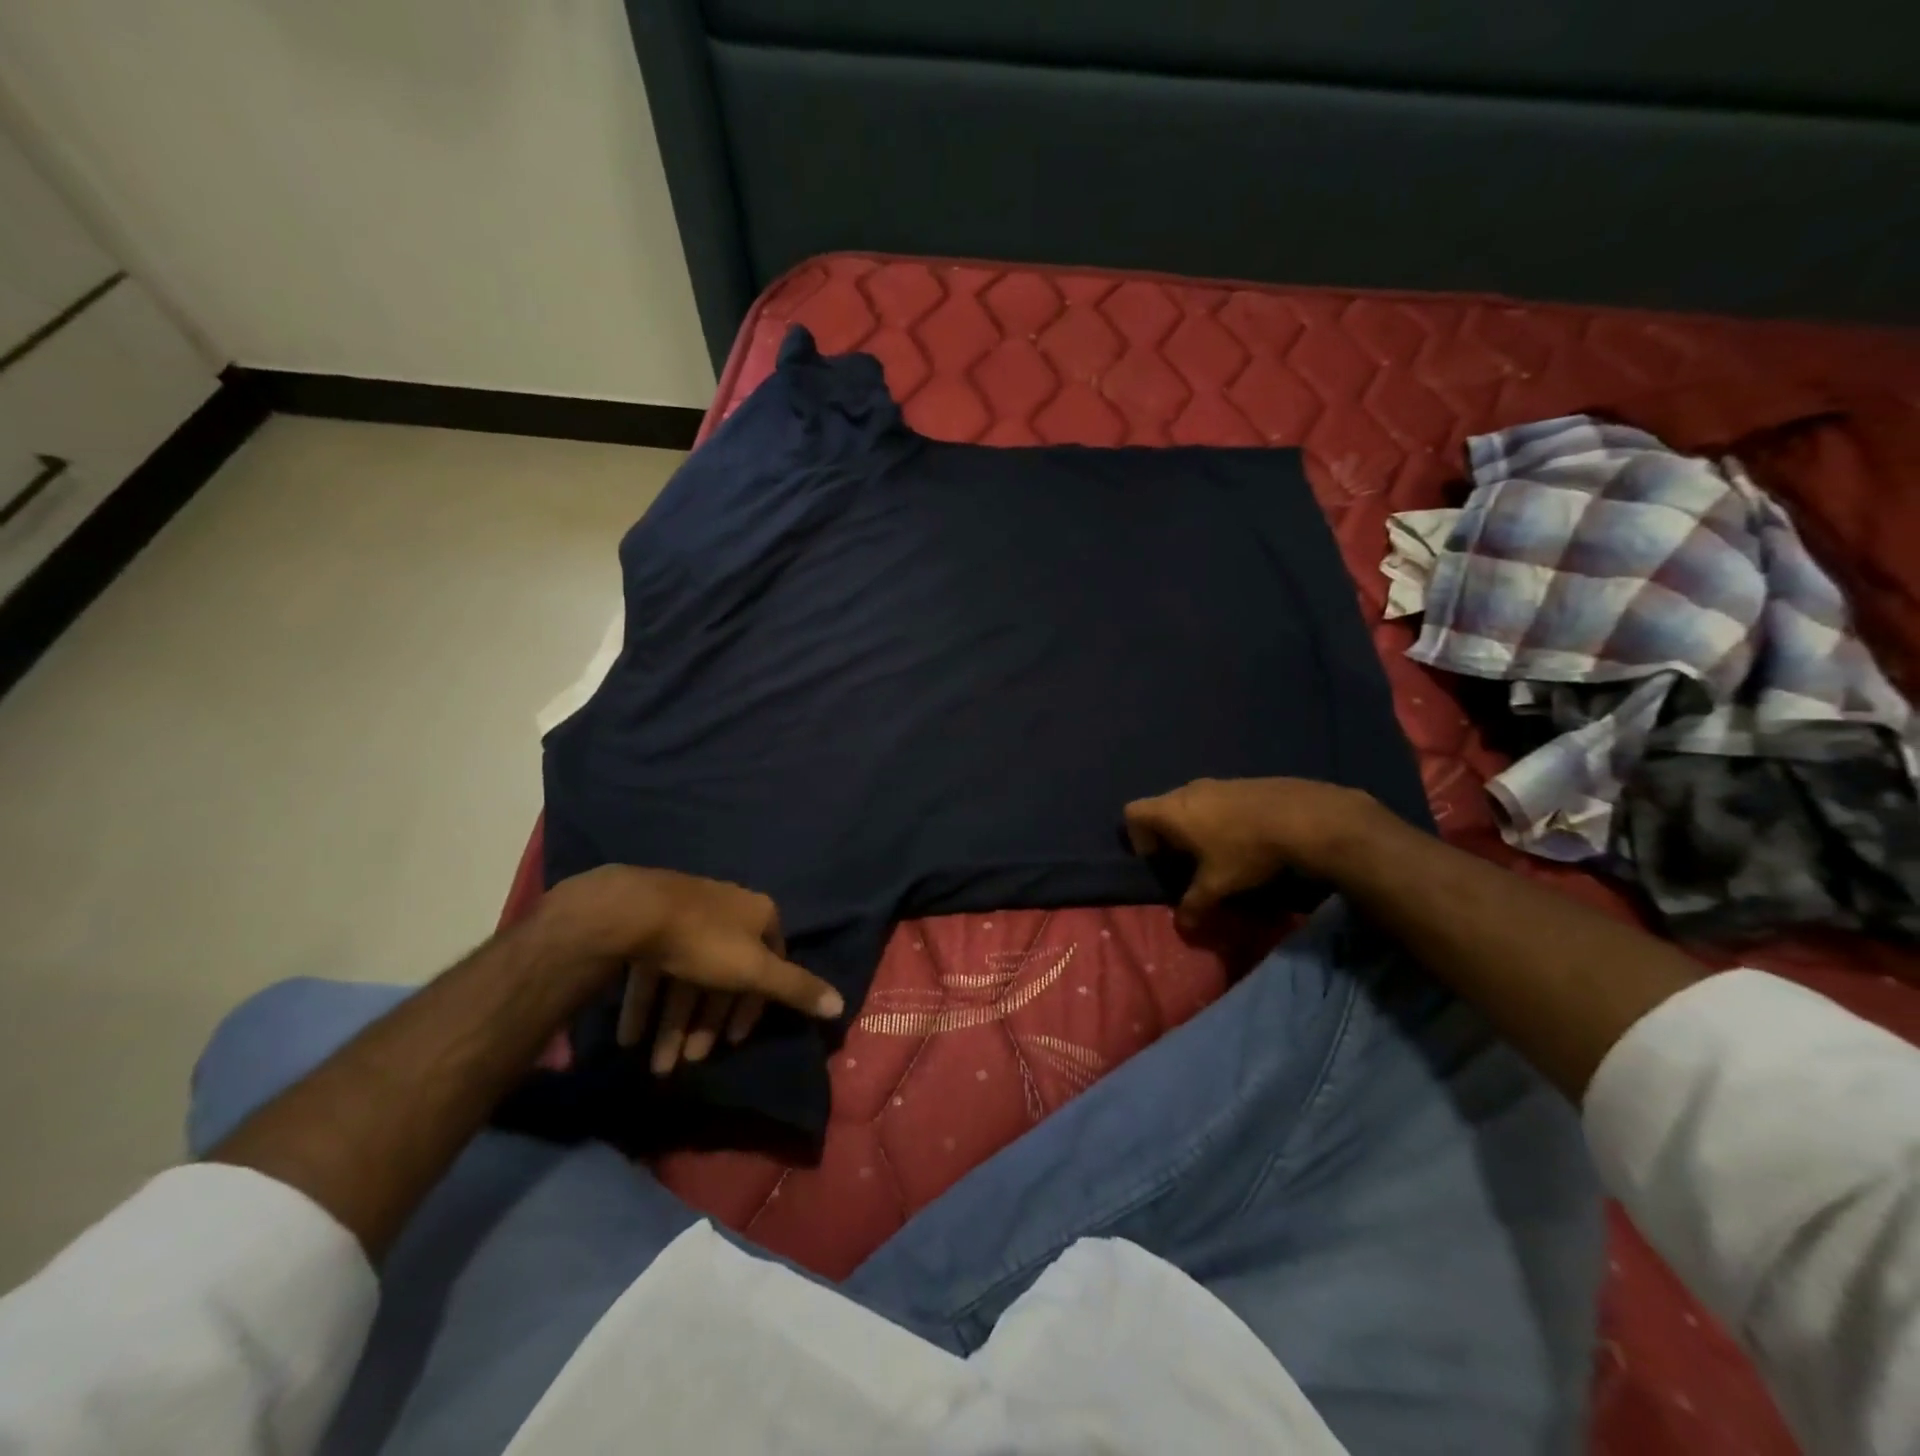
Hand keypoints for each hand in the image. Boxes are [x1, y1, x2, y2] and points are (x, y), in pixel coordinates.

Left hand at [535, 866, 842, 1075]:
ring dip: (673, 1024)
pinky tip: (631, 1038)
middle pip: (724, 975)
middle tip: (690, 1061)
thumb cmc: (704, 942)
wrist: (634, 911)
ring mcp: (686, 916)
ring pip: (686, 977)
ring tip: (658, 1065)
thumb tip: (840, 1005)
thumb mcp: (756, 970)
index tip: (734, 1042)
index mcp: (758, 915)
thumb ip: (796, 988)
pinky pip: (654, 970)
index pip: (770, 963)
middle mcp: (726, 911)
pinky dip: (646, 1005)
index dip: (754, 1006)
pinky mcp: (649, 926)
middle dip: (707, 1023)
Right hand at [1123, 777, 1390, 930]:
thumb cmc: (1245, 849)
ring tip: (1216, 851)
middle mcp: (1187, 791)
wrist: (1301, 816)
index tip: (1158, 860)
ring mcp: (1216, 783)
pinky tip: (1242, 838)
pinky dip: (1218, 817)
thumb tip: (1182, 927)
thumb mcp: (1218, 884)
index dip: (1137, 838)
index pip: (1132, 813)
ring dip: (1194, 825)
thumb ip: (1194, 904)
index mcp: (1172, 810)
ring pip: (1190, 802)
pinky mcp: (1241, 783)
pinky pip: (1216, 799)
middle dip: (1167, 834)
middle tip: (1186, 861)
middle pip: (1161, 807)